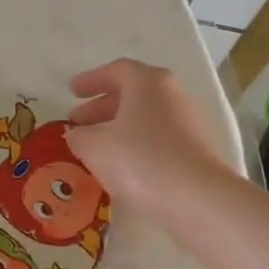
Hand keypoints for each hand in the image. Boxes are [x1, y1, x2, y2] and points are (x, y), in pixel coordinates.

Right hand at [66, 59, 235, 219]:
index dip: (91, 80)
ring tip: (95, 147)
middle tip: (78, 122)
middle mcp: (172, 95)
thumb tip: (77, 134)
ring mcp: (188, 122)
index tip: (71, 92)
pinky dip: (135, 145)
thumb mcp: (94, 147)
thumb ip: (79, 136)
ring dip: (117, 128)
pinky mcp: (195, 150)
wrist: (196, 198)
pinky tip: (120, 165)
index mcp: (148, 83)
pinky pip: (157, 139)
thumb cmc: (139, 160)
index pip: (116, 71)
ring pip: (145, 117)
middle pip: (132, 94)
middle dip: (101, 107)